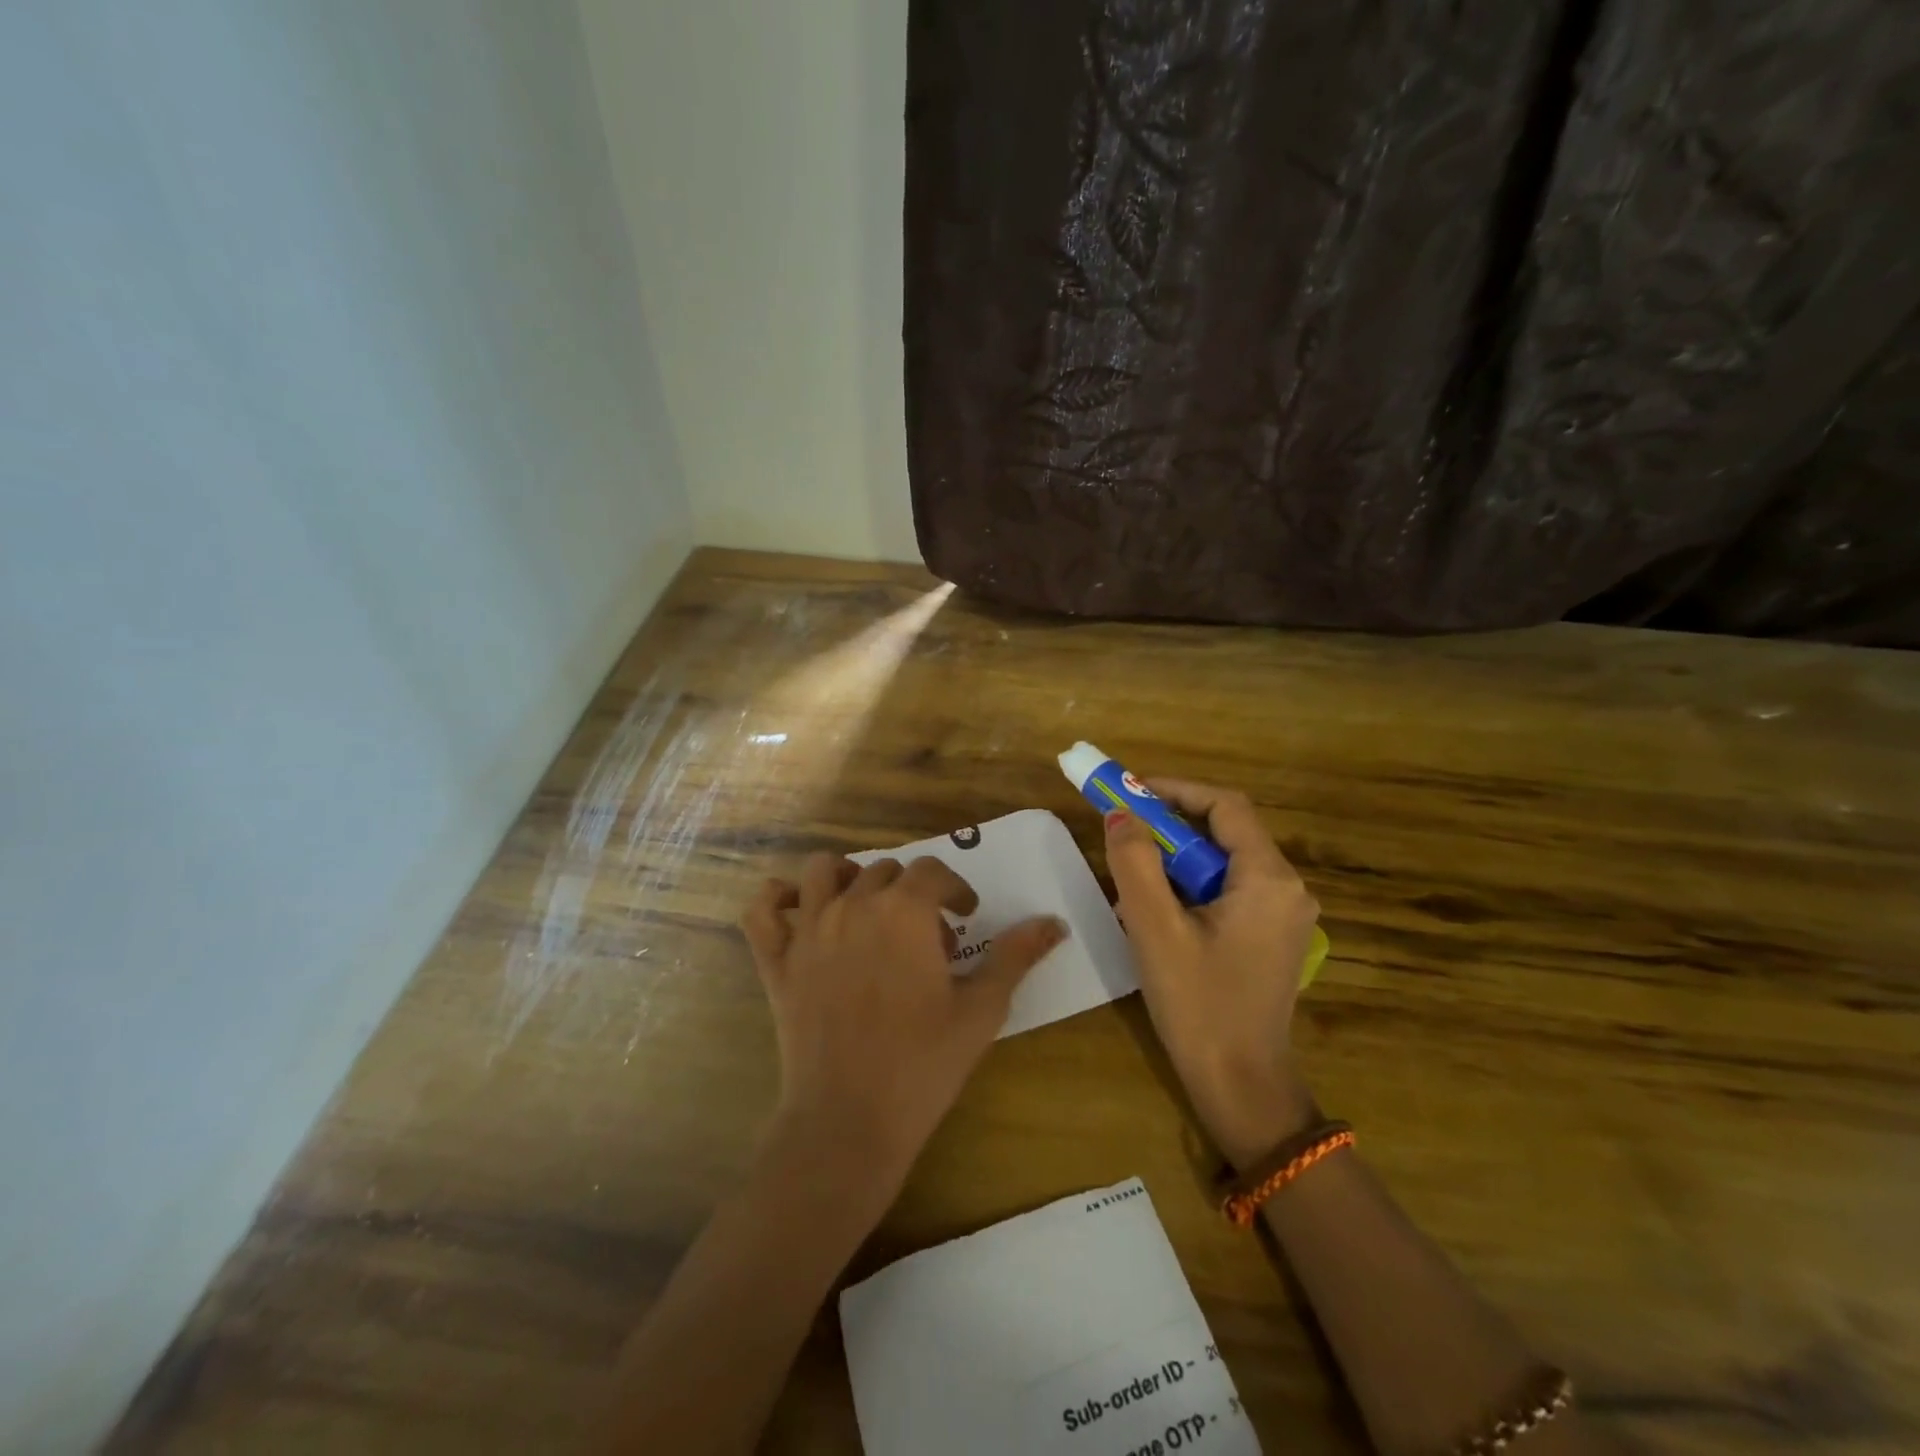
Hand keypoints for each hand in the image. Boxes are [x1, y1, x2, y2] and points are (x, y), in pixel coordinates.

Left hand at [741, 853, 1067, 1193]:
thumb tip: (1054, 922)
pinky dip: (777, 899)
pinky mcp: (777, 961)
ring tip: (867, 909)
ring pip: (822, 872)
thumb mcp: (982, 1010)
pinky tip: (798, 911)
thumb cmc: (923, 1065)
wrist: (849, 1120)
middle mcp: (853, 905)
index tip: (967, 917)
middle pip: (885, 870)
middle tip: (929, 941)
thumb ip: (1016, 957)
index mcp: (905, 911)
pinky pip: (763, 910)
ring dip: (848, 877)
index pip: (934, 872)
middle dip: (913, 894)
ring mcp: (809, 930)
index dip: (955, 889)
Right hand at [1105, 781, 1321, 1167]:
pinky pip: (1227, 893)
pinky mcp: (1271, 939)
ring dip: (1175, 862)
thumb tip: (1121, 814)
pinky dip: (1189, 889)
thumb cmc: (1199, 1005)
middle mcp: (1287, 890)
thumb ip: (1135, 862)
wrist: (1241, 1088)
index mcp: (1269, 879)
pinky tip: (1155, 916)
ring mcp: (1283, 917)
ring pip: (1222, 865)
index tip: (1129, 792)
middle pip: (1224, 834)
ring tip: (1131, 882)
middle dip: (1169, 828)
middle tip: (1123, 833)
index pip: (1225, 806)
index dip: (1175, 790)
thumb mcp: (1155, 929)